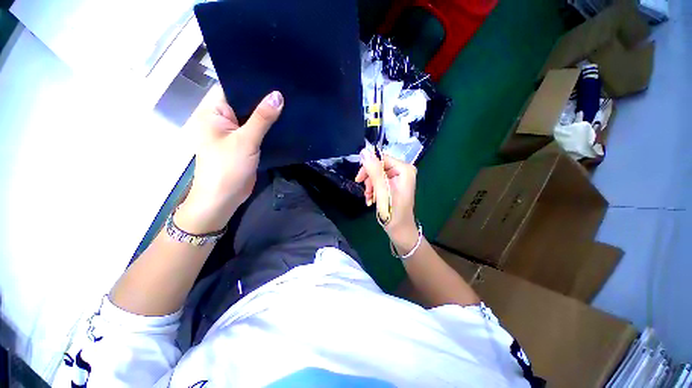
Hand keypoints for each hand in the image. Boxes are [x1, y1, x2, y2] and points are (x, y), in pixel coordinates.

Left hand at [177, 85, 283, 233]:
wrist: (225, 197)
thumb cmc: (227, 167)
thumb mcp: (245, 140)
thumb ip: (262, 118)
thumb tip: (278, 95)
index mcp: (213, 112)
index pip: (232, 88)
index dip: (251, 82)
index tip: (274, 75)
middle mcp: (222, 119)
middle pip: (245, 103)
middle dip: (263, 98)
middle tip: (287, 88)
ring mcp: (235, 133)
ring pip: (253, 118)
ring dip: (268, 114)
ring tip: (290, 102)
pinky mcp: (245, 144)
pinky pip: (258, 131)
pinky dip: (269, 128)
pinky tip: (284, 122)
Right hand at [355, 150, 418, 251]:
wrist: (400, 230)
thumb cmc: (393, 213)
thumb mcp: (382, 191)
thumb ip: (374, 171)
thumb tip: (364, 151)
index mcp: (404, 169)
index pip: (381, 159)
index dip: (368, 167)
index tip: (359, 179)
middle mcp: (403, 170)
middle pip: (379, 166)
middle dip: (370, 179)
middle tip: (366, 192)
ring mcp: (400, 178)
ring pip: (378, 174)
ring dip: (370, 186)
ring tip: (369, 198)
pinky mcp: (395, 184)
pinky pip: (380, 181)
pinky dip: (374, 189)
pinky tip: (371, 199)